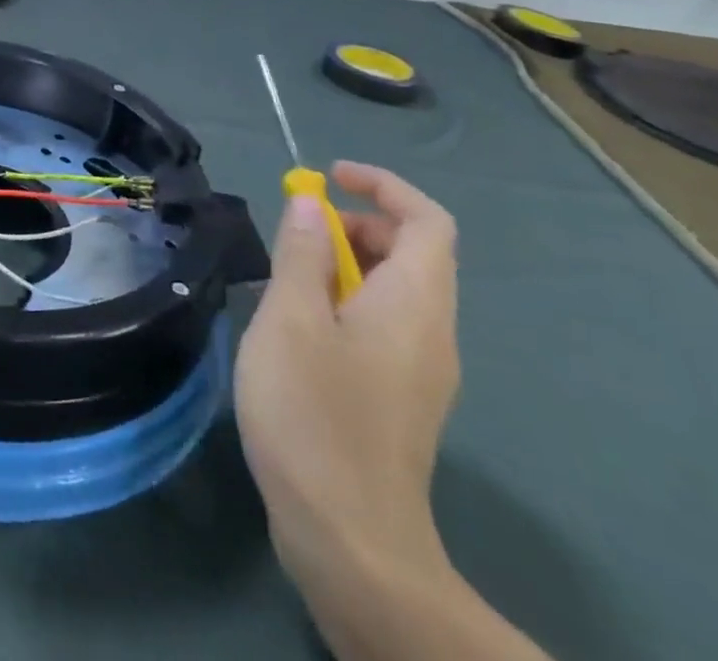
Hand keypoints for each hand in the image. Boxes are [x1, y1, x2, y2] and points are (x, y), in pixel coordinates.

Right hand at [233, 162, 460, 585]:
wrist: (351, 541)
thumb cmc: (314, 413)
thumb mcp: (291, 318)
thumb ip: (303, 253)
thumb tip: (312, 203)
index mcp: (415, 304)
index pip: (427, 221)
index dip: (382, 187)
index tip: (327, 177)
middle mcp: (432, 333)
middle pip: (413, 254)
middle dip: (356, 225)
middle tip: (297, 232)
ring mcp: (420, 372)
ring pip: (394, 292)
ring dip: (344, 265)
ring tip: (286, 280)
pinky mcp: (399, 401)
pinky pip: (383, 326)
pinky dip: (345, 303)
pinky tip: (297, 331)